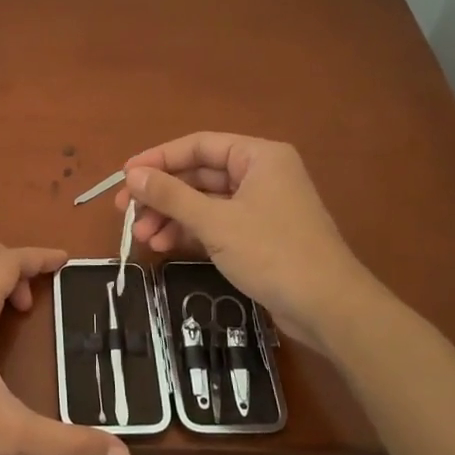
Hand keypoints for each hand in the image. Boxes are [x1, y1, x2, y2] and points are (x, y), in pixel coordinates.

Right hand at [114, 132, 383, 348]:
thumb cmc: (273, 252)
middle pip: (199, 174)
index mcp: (258, 156)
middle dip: (162, 193)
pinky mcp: (260, 236)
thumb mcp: (215, 222)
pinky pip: (216, 223)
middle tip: (125, 209)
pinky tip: (164, 246)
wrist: (329, 308)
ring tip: (141, 236)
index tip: (125, 175)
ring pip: (205, 201)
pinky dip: (190, 232)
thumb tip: (132, 174)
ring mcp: (261, 206)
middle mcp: (261, 174)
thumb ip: (171, 196)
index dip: (159, 158)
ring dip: (172, 216)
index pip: (198, 145)